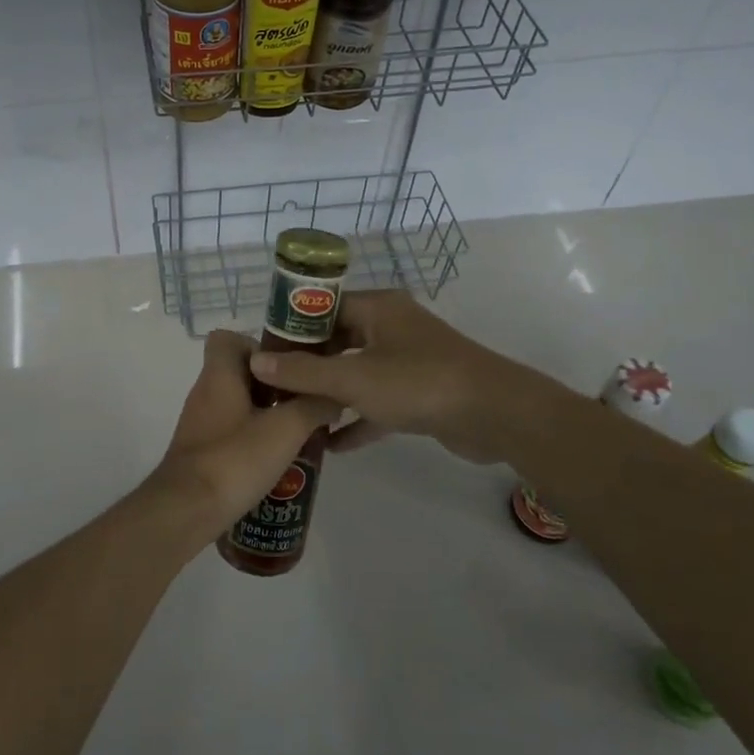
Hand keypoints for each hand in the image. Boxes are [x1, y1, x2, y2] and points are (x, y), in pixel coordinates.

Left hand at [150, 330, 338, 538]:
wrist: (186, 510)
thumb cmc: (234, 459)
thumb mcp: (286, 429)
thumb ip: (313, 407)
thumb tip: (334, 396)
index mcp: (218, 375)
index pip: (228, 338)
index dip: (258, 346)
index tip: (287, 368)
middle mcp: (204, 393)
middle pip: (238, 373)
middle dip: (273, 385)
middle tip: (302, 403)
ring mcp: (200, 423)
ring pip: (237, 404)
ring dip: (265, 414)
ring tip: (297, 433)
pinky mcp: (201, 451)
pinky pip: (230, 431)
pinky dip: (252, 438)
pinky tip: (275, 460)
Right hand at [249, 290, 569, 464]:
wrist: (496, 414)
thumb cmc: (419, 382)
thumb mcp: (353, 378)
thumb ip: (303, 373)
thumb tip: (256, 363)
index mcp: (377, 308)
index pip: (323, 308)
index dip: (291, 328)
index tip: (262, 352)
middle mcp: (391, 327)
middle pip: (338, 341)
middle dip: (307, 366)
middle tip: (272, 388)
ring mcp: (408, 360)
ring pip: (357, 373)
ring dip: (329, 395)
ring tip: (293, 416)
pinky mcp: (420, 393)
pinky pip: (378, 402)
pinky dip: (357, 419)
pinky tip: (331, 446)